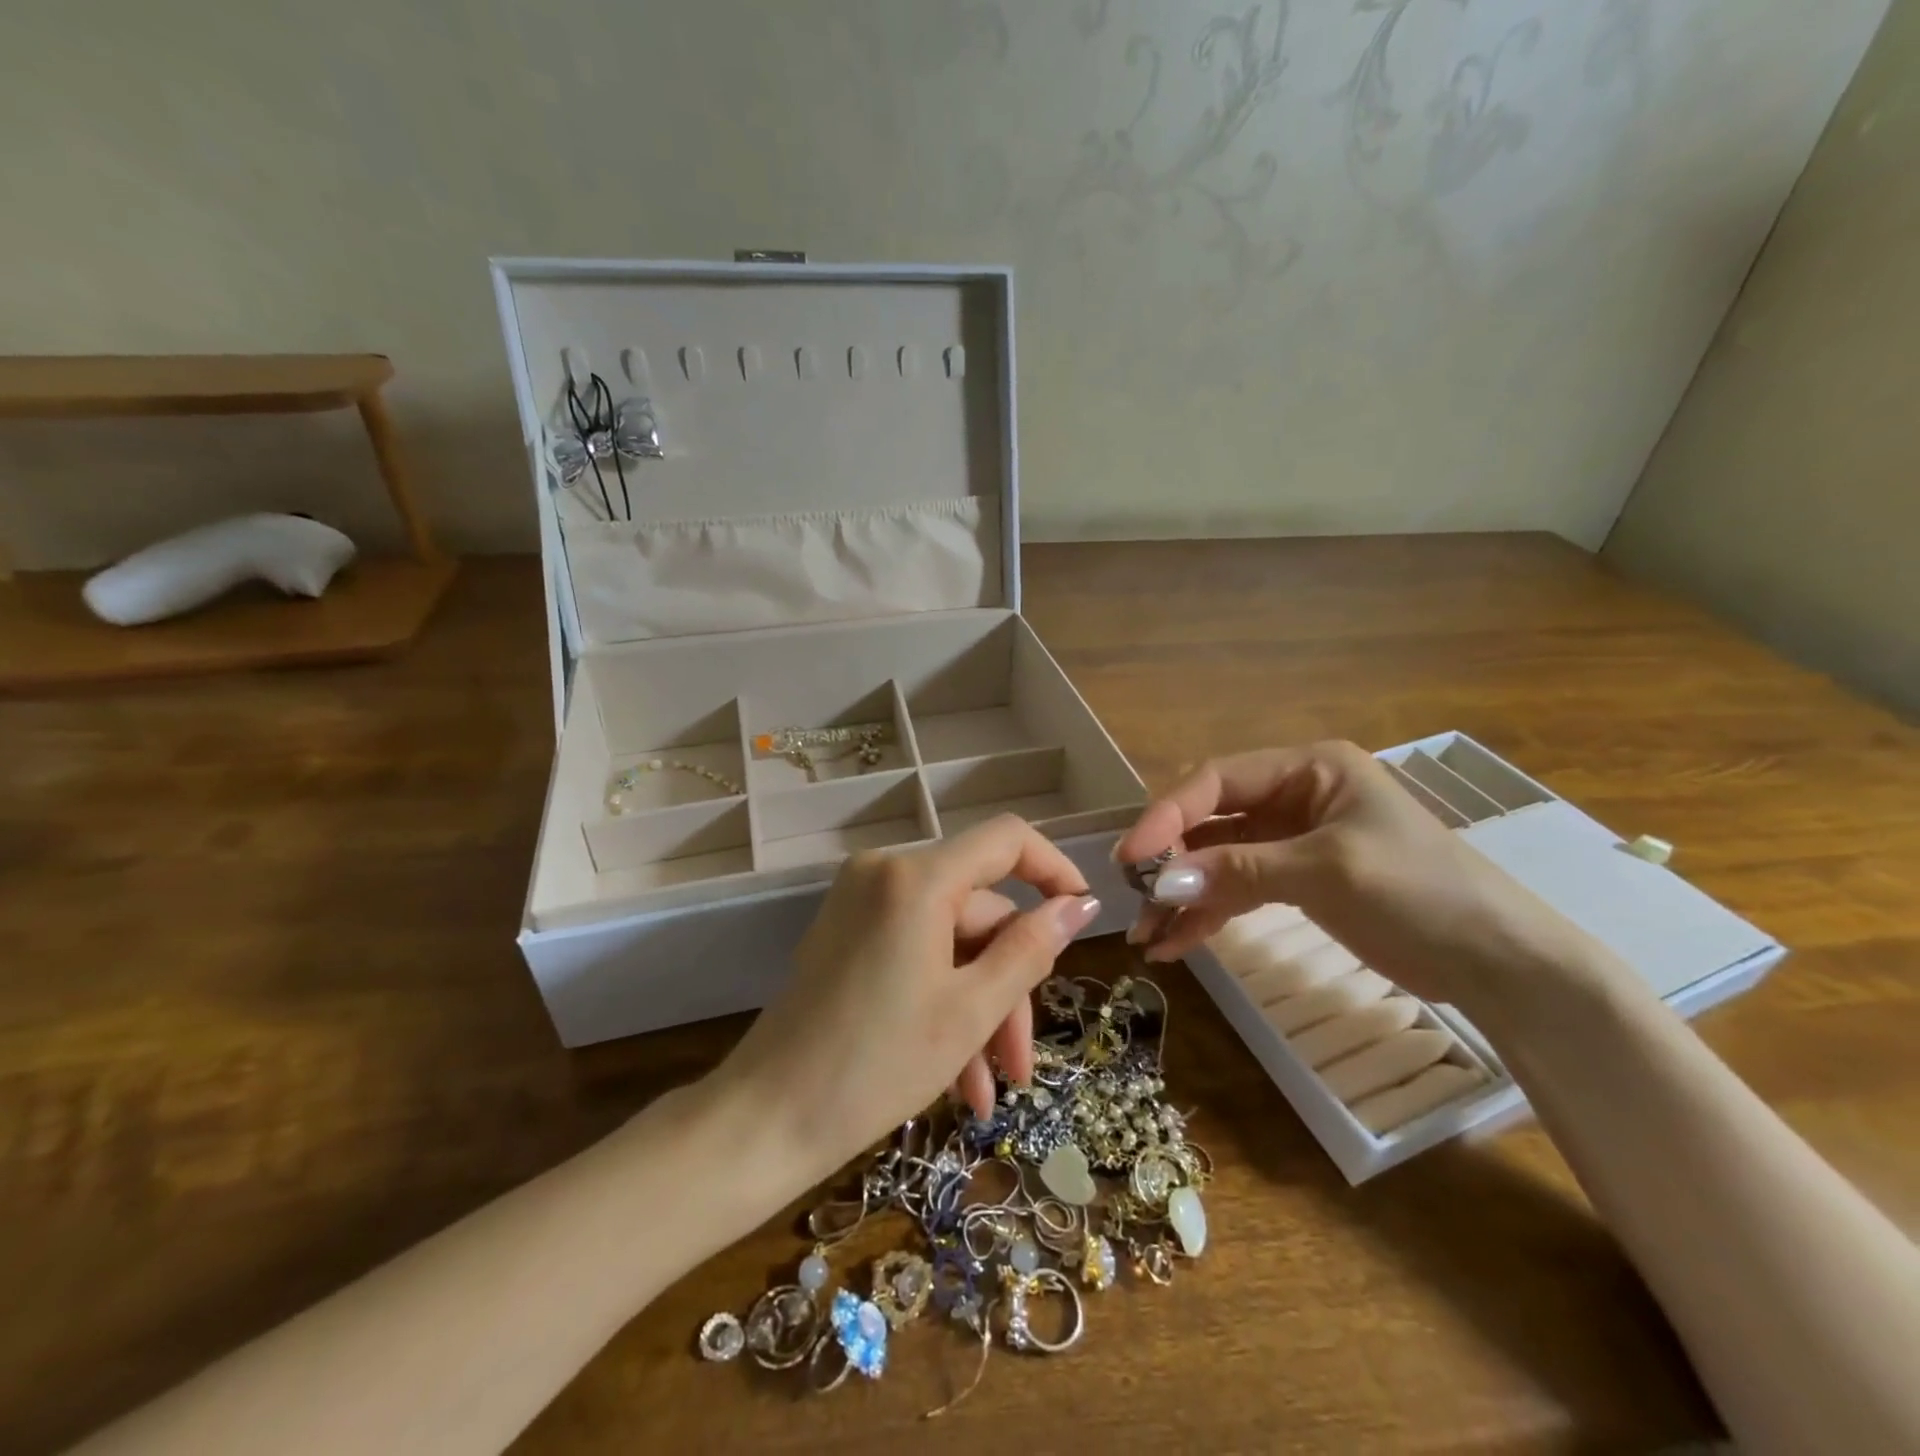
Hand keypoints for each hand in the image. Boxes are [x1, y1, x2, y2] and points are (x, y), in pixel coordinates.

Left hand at [714, 815, 1100, 1180]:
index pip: (1007, 839)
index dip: (1054, 869)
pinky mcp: (847, 931)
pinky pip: (915, 951)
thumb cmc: (874, 1067)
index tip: (1082, 916)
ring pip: (950, 941)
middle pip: (979, 911)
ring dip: (978, 1010)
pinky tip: (957, 1078)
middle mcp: (886, 872)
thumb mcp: (970, 1011)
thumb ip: (1031, 949)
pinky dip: (941, 1000)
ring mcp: (861, 901)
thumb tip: (1080, 904)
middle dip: (1009, 987)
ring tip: (988, 1090)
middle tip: (1021, 1066)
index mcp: (917, 878)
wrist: (765, 1119)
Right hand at [1113, 741, 1589, 1010]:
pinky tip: (1176, 945)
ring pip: (1218, 860)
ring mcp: (1292, 840)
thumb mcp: (1327, 871)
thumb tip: (1161, 883)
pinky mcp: (1295, 881)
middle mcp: (1293, 795)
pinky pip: (1237, 890)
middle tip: (1135, 901)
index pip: (1218, 780)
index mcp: (1308, 768)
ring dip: (1182, 895)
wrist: (1500, 964)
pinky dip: (1207, 914)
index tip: (1133, 858)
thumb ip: (1239, 870)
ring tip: (1146, 937)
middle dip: (1171, 861)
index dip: (1169, 815)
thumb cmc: (1422, 893)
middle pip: (1211, 820)